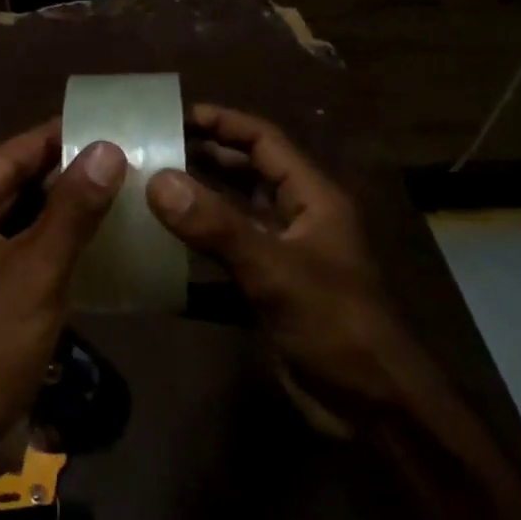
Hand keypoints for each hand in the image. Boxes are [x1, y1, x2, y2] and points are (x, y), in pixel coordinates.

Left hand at [0, 120, 125, 486]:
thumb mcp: (36, 270)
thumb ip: (72, 207)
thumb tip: (108, 148)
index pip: (9, 157)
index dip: (58, 137)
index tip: (107, 120)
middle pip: (14, 188)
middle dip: (67, 175)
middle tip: (126, 156)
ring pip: (20, 224)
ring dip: (65, 212)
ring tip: (124, 190)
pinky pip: (21, 257)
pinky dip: (55, 248)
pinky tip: (101, 242)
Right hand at [146, 104, 419, 410]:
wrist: (371, 404)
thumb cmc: (334, 323)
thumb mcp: (274, 269)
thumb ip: (216, 225)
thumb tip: (158, 181)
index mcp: (312, 198)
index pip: (266, 142)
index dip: (225, 123)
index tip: (178, 115)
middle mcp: (297, 218)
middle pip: (248, 173)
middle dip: (205, 157)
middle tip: (154, 149)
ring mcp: (282, 255)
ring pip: (234, 213)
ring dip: (198, 200)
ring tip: (149, 188)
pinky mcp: (268, 289)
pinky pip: (227, 254)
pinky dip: (198, 246)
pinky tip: (162, 246)